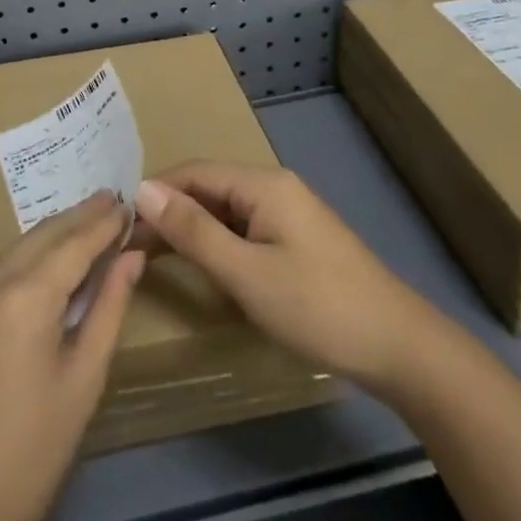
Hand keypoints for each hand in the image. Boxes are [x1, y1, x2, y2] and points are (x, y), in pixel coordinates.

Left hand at [0, 194, 143, 520]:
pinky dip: (18, 265)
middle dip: (76, 218)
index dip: (102, 223)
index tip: (126, 204)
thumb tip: (131, 256)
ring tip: (79, 227)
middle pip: (39, 236)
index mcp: (24, 297)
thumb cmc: (33, 450)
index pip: (73, 243)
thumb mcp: (84, 379)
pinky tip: (36, 270)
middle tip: (107, 200)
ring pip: (11, 252)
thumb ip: (108, 308)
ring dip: (47, 238)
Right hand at [133, 161, 447, 393]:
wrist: (401, 348)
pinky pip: (245, 228)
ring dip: (192, 228)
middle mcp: (274, 187)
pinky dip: (218, 242)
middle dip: (170, 211)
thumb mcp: (246, 273)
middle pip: (209, 188)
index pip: (193, 172)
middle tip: (131, 243)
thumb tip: (142, 190)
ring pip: (226, 210)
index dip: (154, 192)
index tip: (119, 220)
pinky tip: (203, 264)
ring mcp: (289, 213)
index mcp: (262, 184)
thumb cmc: (317, 307)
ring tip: (154, 254)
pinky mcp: (298, 239)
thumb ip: (193, 231)